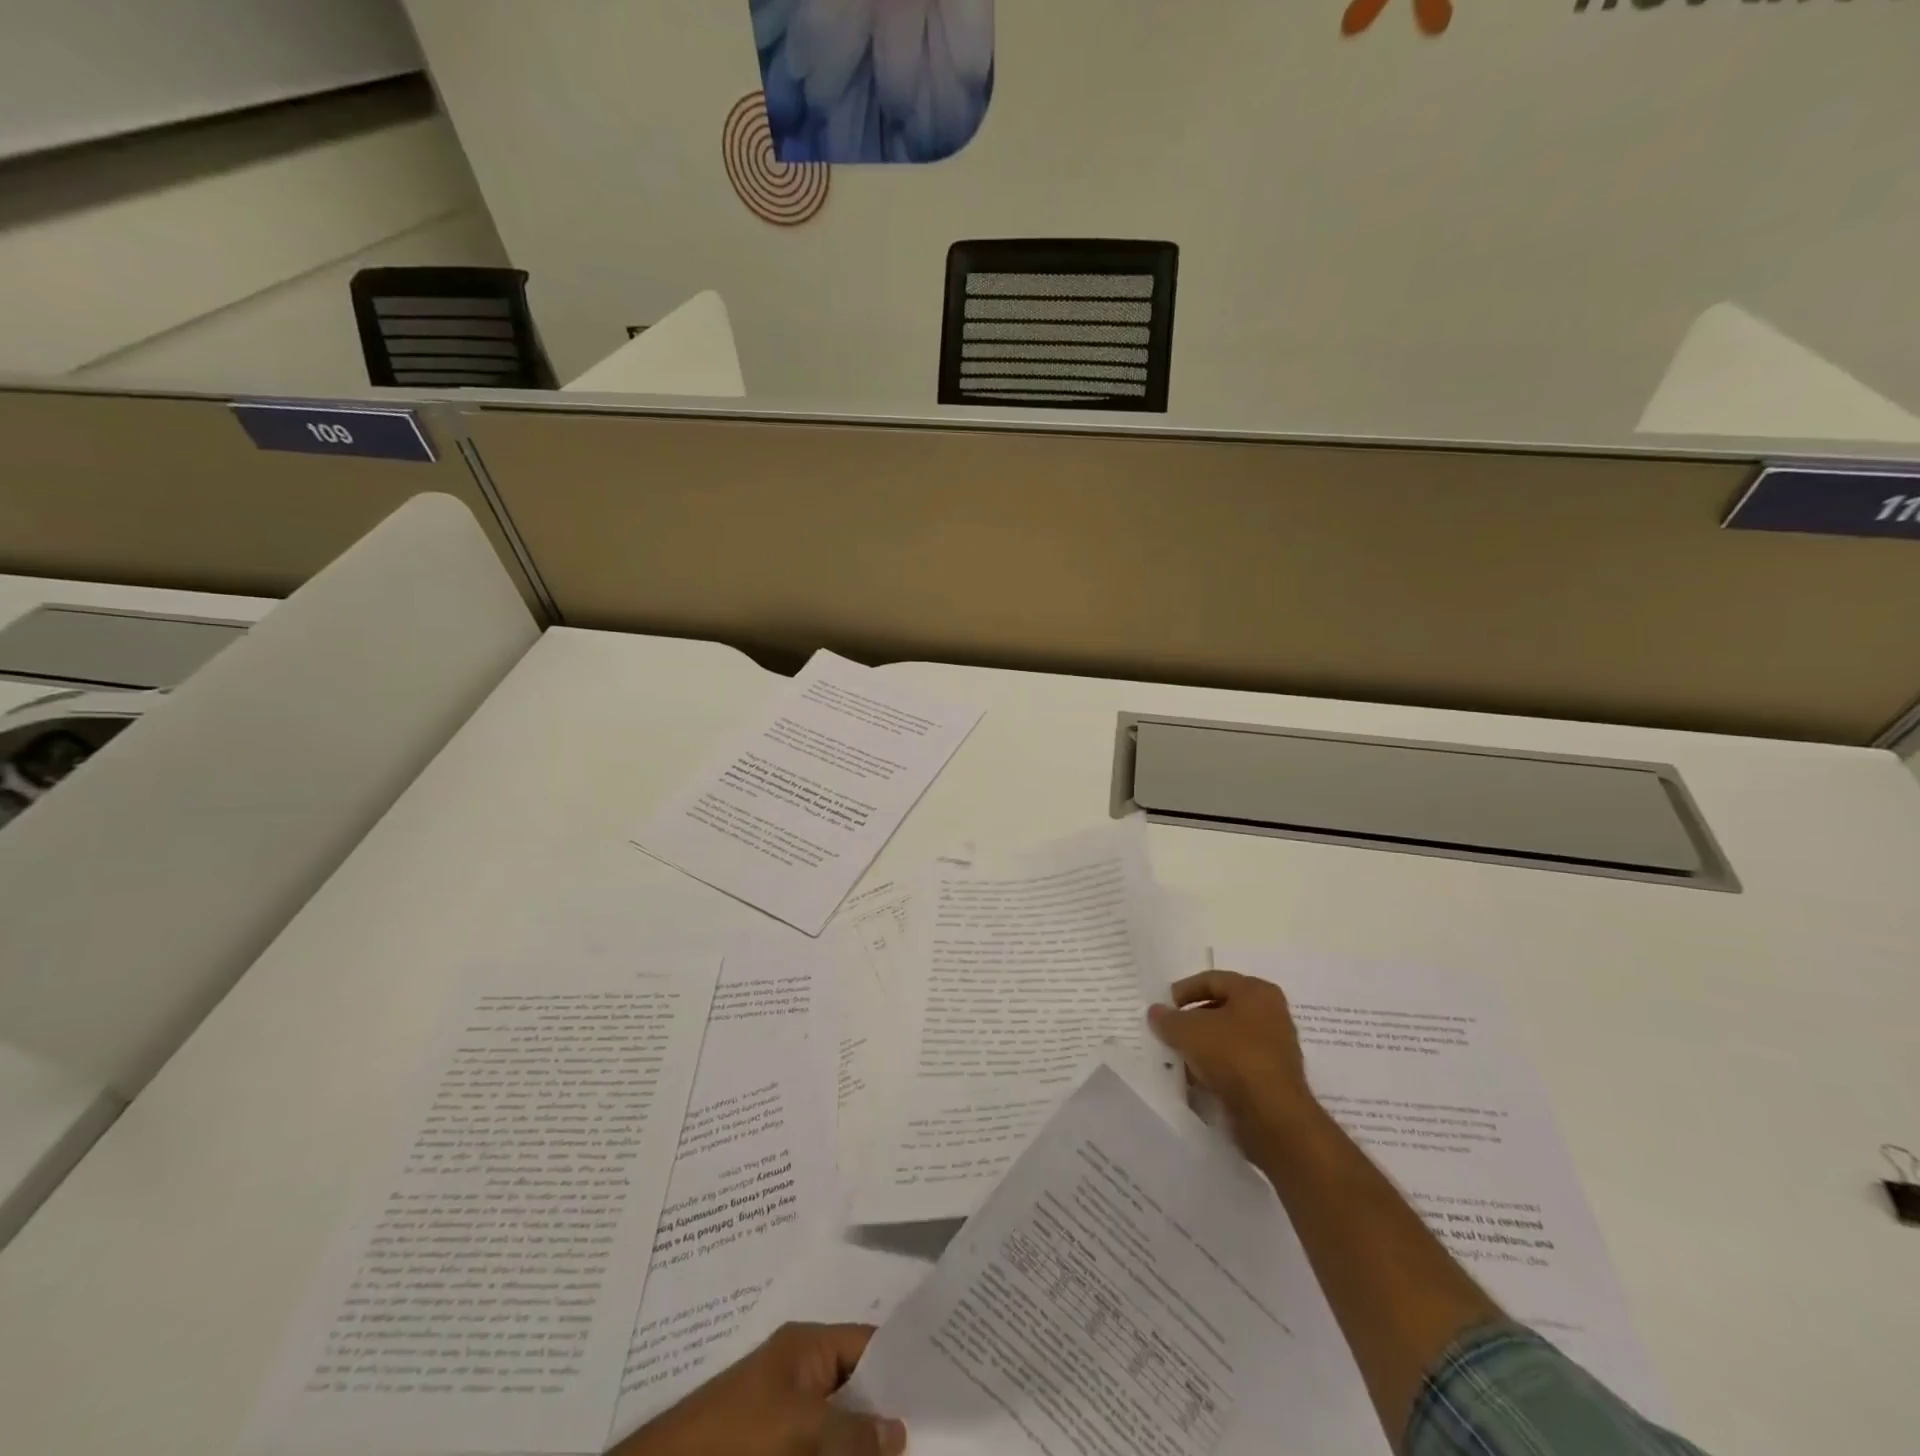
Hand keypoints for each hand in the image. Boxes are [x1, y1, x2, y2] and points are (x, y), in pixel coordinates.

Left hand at [613, 1322, 905, 1455]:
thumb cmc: (735, 1436)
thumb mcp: (800, 1428)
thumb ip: (853, 1430)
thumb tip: (901, 1432)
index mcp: (808, 1347)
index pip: (870, 1345)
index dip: (904, 1366)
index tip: (943, 1389)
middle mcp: (800, 1374)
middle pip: (858, 1389)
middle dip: (888, 1415)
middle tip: (934, 1436)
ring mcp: (786, 1417)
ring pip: (840, 1429)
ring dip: (866, 1445)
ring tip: (910, 1455)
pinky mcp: (773, 1449)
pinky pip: (818, 1449)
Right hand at [1147, 970, 1316, 1143]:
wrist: (1272, 1115)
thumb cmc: (1232, 1056)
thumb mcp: (1188, 1030)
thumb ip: (1168, 1018)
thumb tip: (1156, 1012)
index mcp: (1256, 991)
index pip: (1212, 980)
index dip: (1184, 990)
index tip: (1164, 1007)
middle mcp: (1271, 1013)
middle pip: (1222, 1008)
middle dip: (1193, 1019)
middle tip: (1169, 1030)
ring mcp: (1274, 1047)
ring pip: (1229, 1038)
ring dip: (1203, 1045)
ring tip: (1179, 1056)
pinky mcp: (1272, 1077)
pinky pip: (1237, 1063)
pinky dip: (1217, 1067)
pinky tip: (1197, 1078)